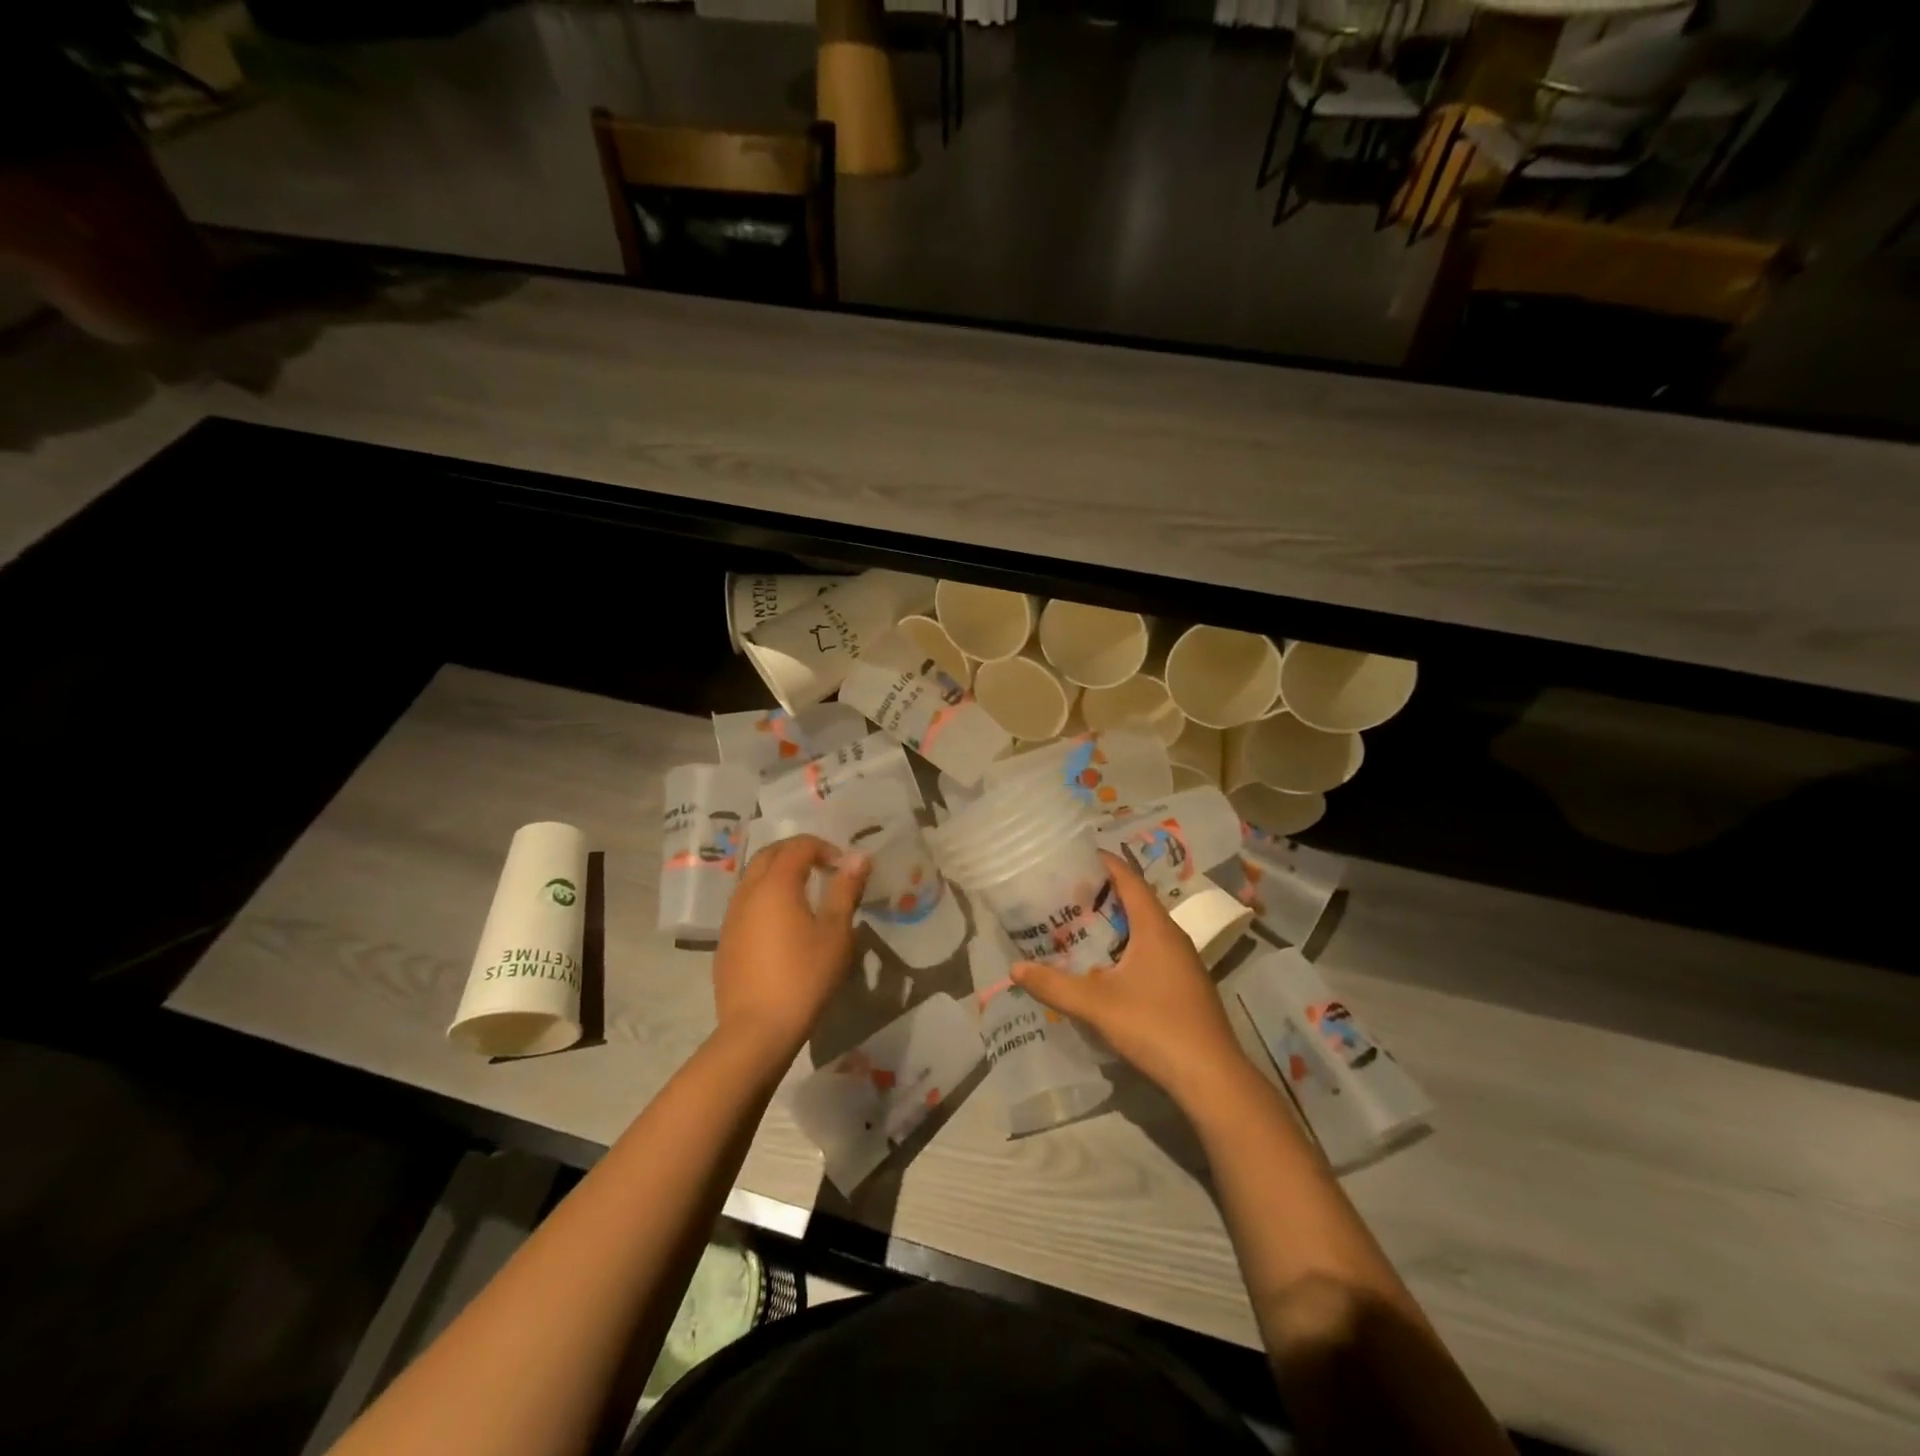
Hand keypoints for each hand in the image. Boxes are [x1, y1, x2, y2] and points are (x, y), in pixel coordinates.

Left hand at [712, 835, 869, 1063]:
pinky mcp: (725, 941)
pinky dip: (766, 898)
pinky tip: (783, 926)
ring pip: (753, 878)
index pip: (798, 846)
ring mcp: (731, 917)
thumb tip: (858, 856)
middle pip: (769, 855)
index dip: (824, 847)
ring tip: (805, 895)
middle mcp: (747, 892)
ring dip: (779, 874)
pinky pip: (745, 904)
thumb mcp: (836, 932)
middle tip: (824, 869)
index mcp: (775, 884)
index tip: (844, 867)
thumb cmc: (804, 977)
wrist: (757, 1030)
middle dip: (797, 853)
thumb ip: (845, 889)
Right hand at [1013, 851, 1250, 1108]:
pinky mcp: (1185, 984)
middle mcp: (1172, 935)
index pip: (1128, 878)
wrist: (1212, 1077)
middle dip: (1100, 895)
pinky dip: (1125, 946)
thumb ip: (1054, 985)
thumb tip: (1015, 969)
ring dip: (1113, 924)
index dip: (1102, 863)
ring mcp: (1183, 961)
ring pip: (1143, 928)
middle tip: (1063, 895)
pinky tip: (1104, 966)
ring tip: (1076, 926)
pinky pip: (1151, 950)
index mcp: (1155, 927)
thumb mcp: (1097, 1005)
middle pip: (1135, 901)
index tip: (1072, 857)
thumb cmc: (1155, 1026)